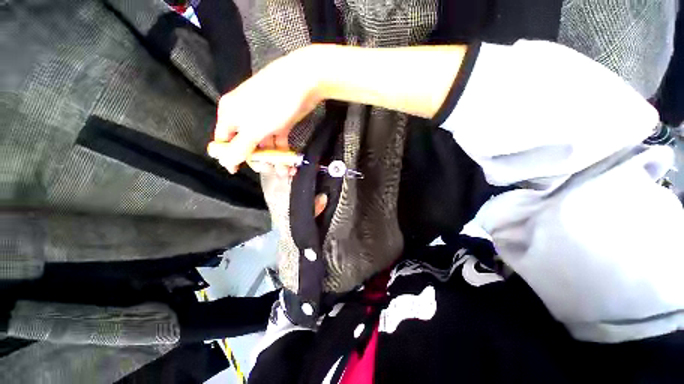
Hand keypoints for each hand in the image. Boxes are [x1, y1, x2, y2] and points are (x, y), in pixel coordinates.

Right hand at [207, 46, 322, 173]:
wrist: (301, 83)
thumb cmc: (272, 103)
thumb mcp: (253, 128)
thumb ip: (239, 147)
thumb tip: (225, 162)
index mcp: (231, 115)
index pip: (224, 140)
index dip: (229, 156)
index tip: (237, 171)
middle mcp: (246, 118)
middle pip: (247, 145)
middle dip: (258, 160)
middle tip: (270, 170)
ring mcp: (265, 121)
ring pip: (265, 146)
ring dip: (274, 160)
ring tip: (285, 172)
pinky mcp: (281, 123)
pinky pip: (279, 142)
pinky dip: (284, 153)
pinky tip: (290, 165)